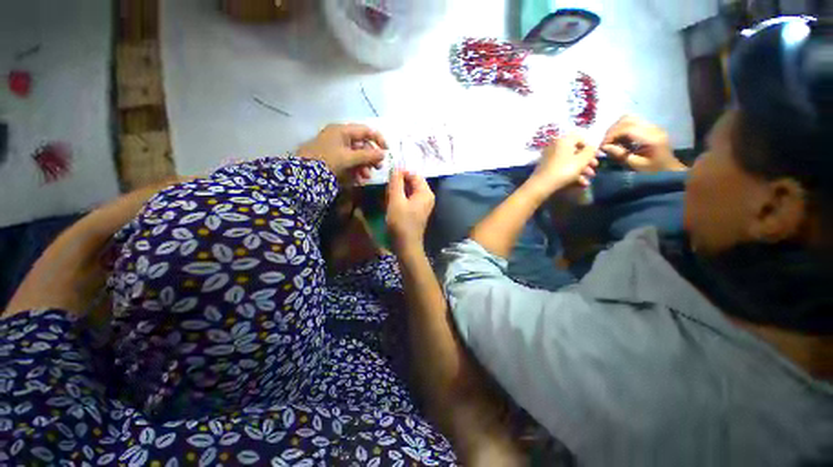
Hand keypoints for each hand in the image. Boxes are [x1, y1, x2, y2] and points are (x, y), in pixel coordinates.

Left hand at [298, 124, 387, 183]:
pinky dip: (356, 169)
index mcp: (342, 130)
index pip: (366, 130)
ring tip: (366, 177)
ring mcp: (336, 147)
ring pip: (356, 154)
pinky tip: (359, 179)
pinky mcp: (334, 158)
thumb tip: (383, 154)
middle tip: (378, 168)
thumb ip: (367, 155)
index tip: (386, 152)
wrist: (302, 174)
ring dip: (364, 165)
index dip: (378, 140)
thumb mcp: (348, 158)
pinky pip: (349, 161)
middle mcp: (340, 136)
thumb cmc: (327, 161)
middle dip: (371, 157)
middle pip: (362, 144)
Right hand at [386, 170, 434, 253]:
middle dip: (399, 183)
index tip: (388, 177)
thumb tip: (396, 168)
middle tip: (387, 188)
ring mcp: (424, 204)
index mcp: (425, 192)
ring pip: (410, 190)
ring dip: (399, 190)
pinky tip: (392, 202)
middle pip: (413, 182)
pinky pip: (410, 198)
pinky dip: (401, 197)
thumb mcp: (396, 201)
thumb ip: (396, 183)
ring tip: (388, 196)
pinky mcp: (418, 210)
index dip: (401, 173)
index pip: (414, 174)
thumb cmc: (401, 223)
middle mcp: (427, 196)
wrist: (406, 245)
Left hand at [528, 134, 598, 194]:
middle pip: (574, 152)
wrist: (541, 185)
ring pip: (568, 162)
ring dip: (580, 171)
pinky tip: (580, 185)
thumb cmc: (563, 170)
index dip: (590, 147)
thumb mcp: (581, 160)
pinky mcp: (546, 169)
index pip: (580, 138)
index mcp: (563, 141)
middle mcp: (555, 147)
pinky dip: (571, 175)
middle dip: (586, 162)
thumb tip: (592, 147)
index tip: (596, 157)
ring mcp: (549, 158)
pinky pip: (561, 169)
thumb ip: (590, 151)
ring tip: (588, 181)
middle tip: (593, 171)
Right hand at [600, 115, 685, 171]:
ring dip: (616, 128)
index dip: (611, 136)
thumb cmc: (653, 170)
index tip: (603, 146)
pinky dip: (622, 129)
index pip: (627, 129)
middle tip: (606, 143)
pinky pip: (632, 122)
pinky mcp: (650, 127)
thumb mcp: (635, 165)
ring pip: (629, 118)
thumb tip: (604, 147)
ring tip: (611, 140)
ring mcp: (652, 126)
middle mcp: (652, 128)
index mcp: (651, 138)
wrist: (669, 169)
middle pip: (627, 119)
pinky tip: (620, 139)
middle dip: (612, 131)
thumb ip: (620, 154)